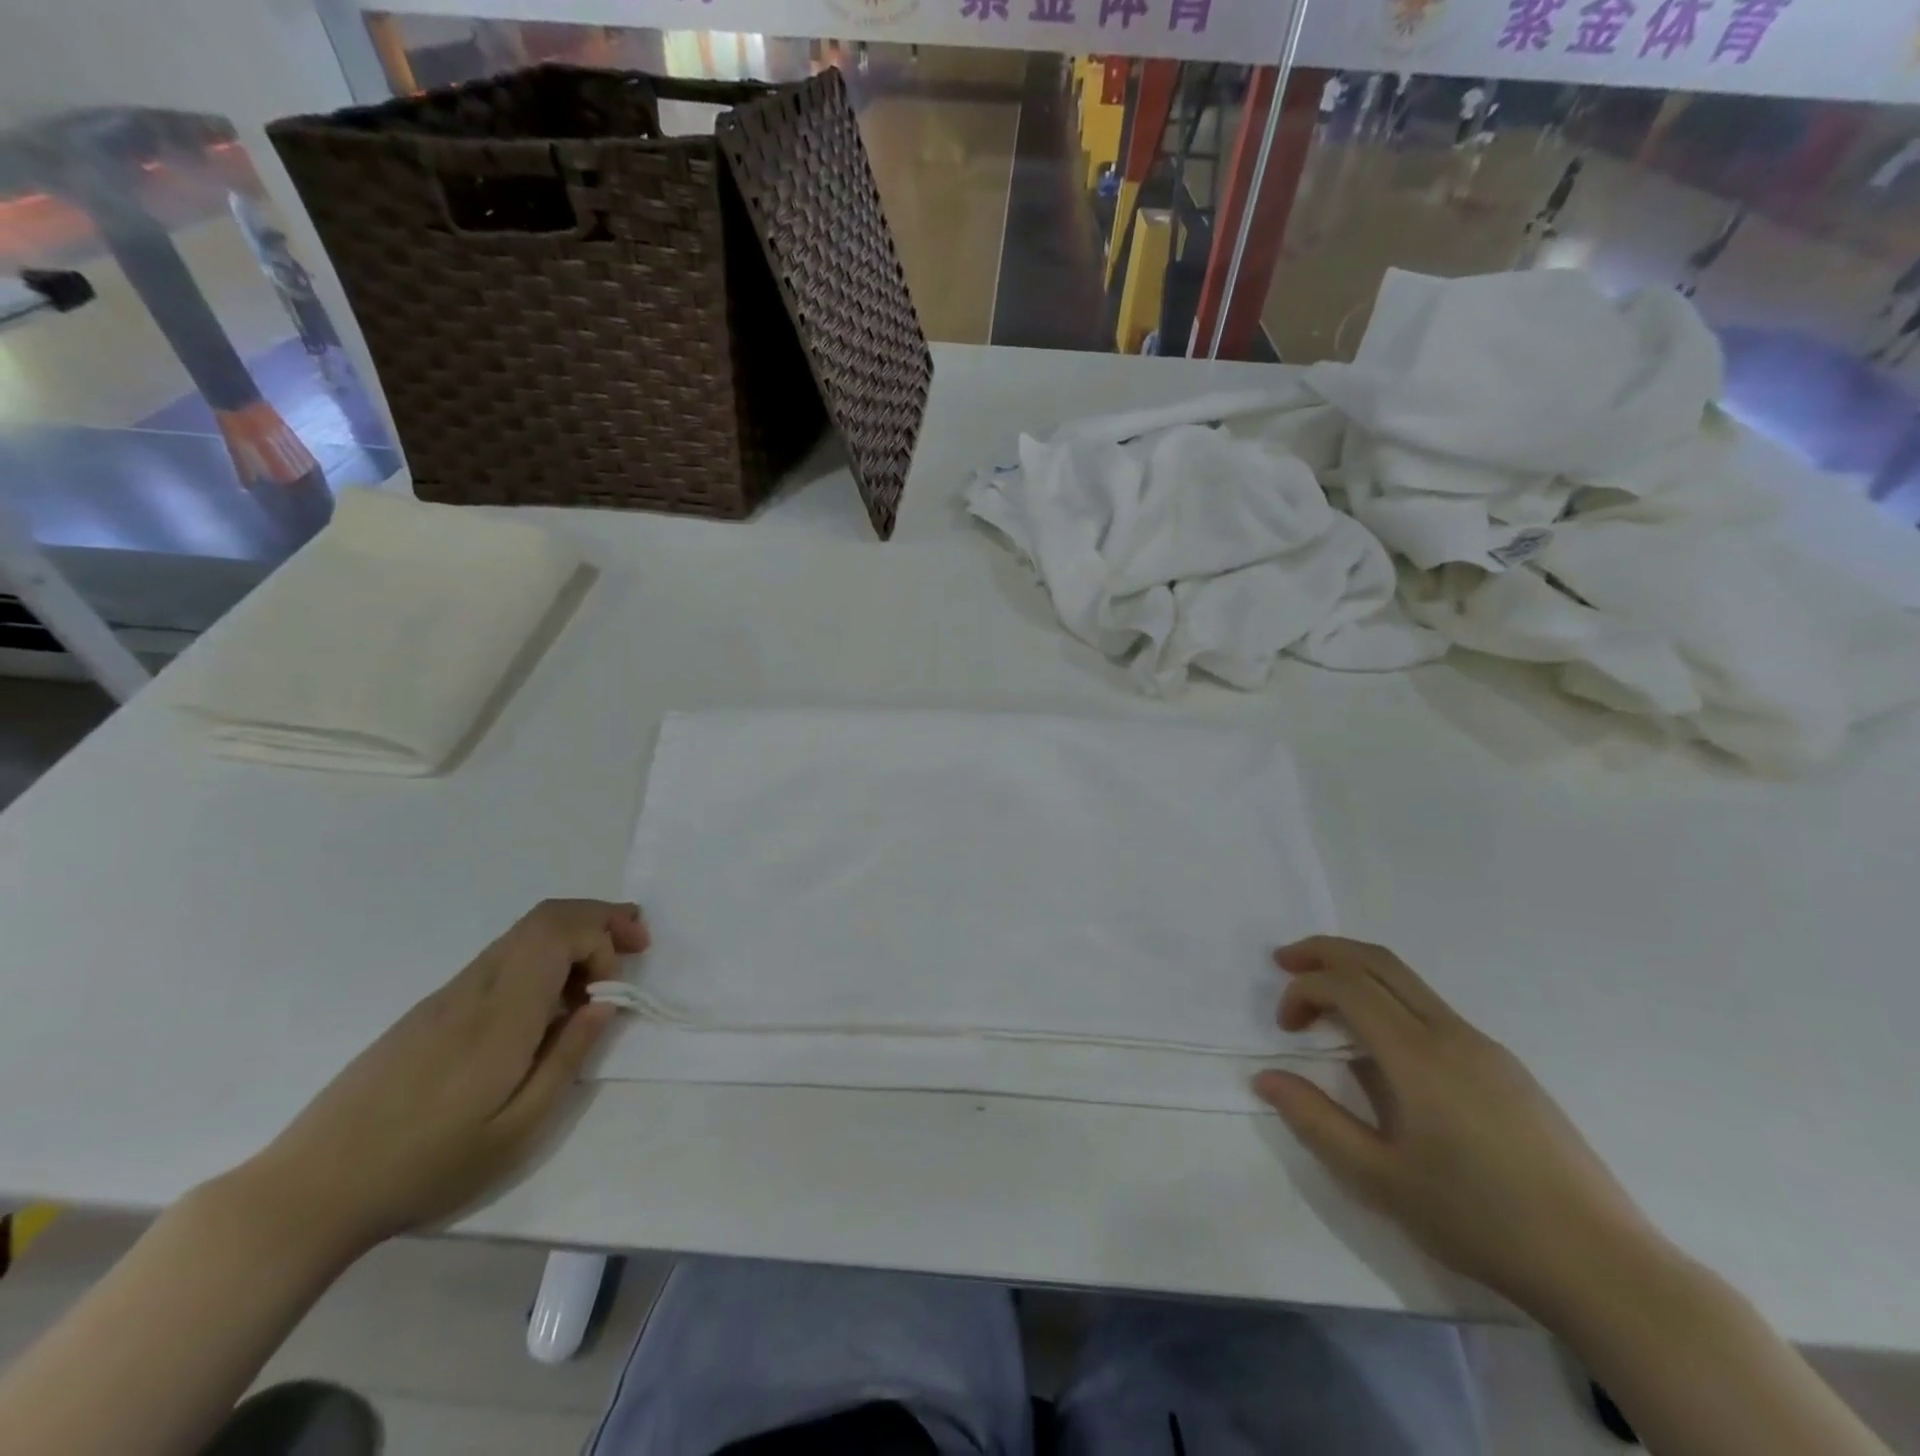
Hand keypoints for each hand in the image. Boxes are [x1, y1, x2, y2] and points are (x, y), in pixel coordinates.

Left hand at [242, 899, 647, 1255]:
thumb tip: (605, 1004)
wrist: (308, 1192)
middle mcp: (476, 988)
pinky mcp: (431, 1010)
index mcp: (501, 1014)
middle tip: (638, 942)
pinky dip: (544, 957)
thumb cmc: (423, 1168)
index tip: (615, 989)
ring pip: (523, 933)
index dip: (604, 941)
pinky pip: (502, 959)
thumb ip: (567, 1059)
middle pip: (545, 918)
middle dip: (600, 918)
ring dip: (574, 934)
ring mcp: (448, 995)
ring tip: (606, 967)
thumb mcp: (516, 1131)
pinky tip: (552, 1000)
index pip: (560, 933)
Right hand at [1254, 936, 1661, 1316]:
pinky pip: (1433, 1011)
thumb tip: (1265, 1078)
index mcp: (1418, 1055)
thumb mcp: (1380, 1179)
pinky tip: (1383, 1054)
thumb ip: (1316, 1121)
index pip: (1346, 985)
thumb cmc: (1480, 1220)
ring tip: (1325, 1004)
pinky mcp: (1506, 1069)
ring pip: (1409, 982)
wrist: (1604, 1267)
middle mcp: (1452, 1033)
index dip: (1303, 990)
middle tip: (1285, 964)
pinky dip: (1389, 1003)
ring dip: (1358, 975)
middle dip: (1324, 952)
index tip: (1283, 1028)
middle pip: (1378, 961)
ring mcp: (1485, 1048)